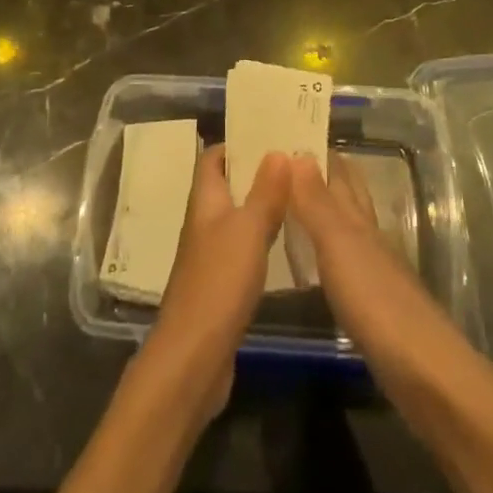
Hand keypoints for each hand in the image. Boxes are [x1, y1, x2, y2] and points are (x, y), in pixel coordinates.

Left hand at [146, 145, 289, 423]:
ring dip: (262, 205)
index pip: (213, 158)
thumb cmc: (218, 282)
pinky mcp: (221, 286)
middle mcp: (204, 223)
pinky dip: (262, 239)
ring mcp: (211, 256)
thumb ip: (265, 192)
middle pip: (227, 186)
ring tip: (298, 195)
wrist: (193, 357)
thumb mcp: (248, 230)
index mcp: (204, 202)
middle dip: (257, 172)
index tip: (270, 134)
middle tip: (295, 162)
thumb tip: (277, 150)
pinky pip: (243, 249)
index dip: (237, 143)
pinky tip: (286, 244)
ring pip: (237, 218)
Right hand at [287, 152, 469, 381]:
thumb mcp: (339, 247)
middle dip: (327, 177)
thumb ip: (317, 204)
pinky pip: (345, 265)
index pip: (341, 176)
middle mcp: (370, 239)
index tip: (294, 134)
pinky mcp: (374, 308)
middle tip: (293, 160)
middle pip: (349, 198)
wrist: (425, 373)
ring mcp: (375, 274)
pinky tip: (319, 263)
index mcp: (360, 222)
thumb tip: (298, 153)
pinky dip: (329, 254)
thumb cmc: (377, 302)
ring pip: (347, 230)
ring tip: (297, 204)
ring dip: (326, 213)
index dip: (322, 155)